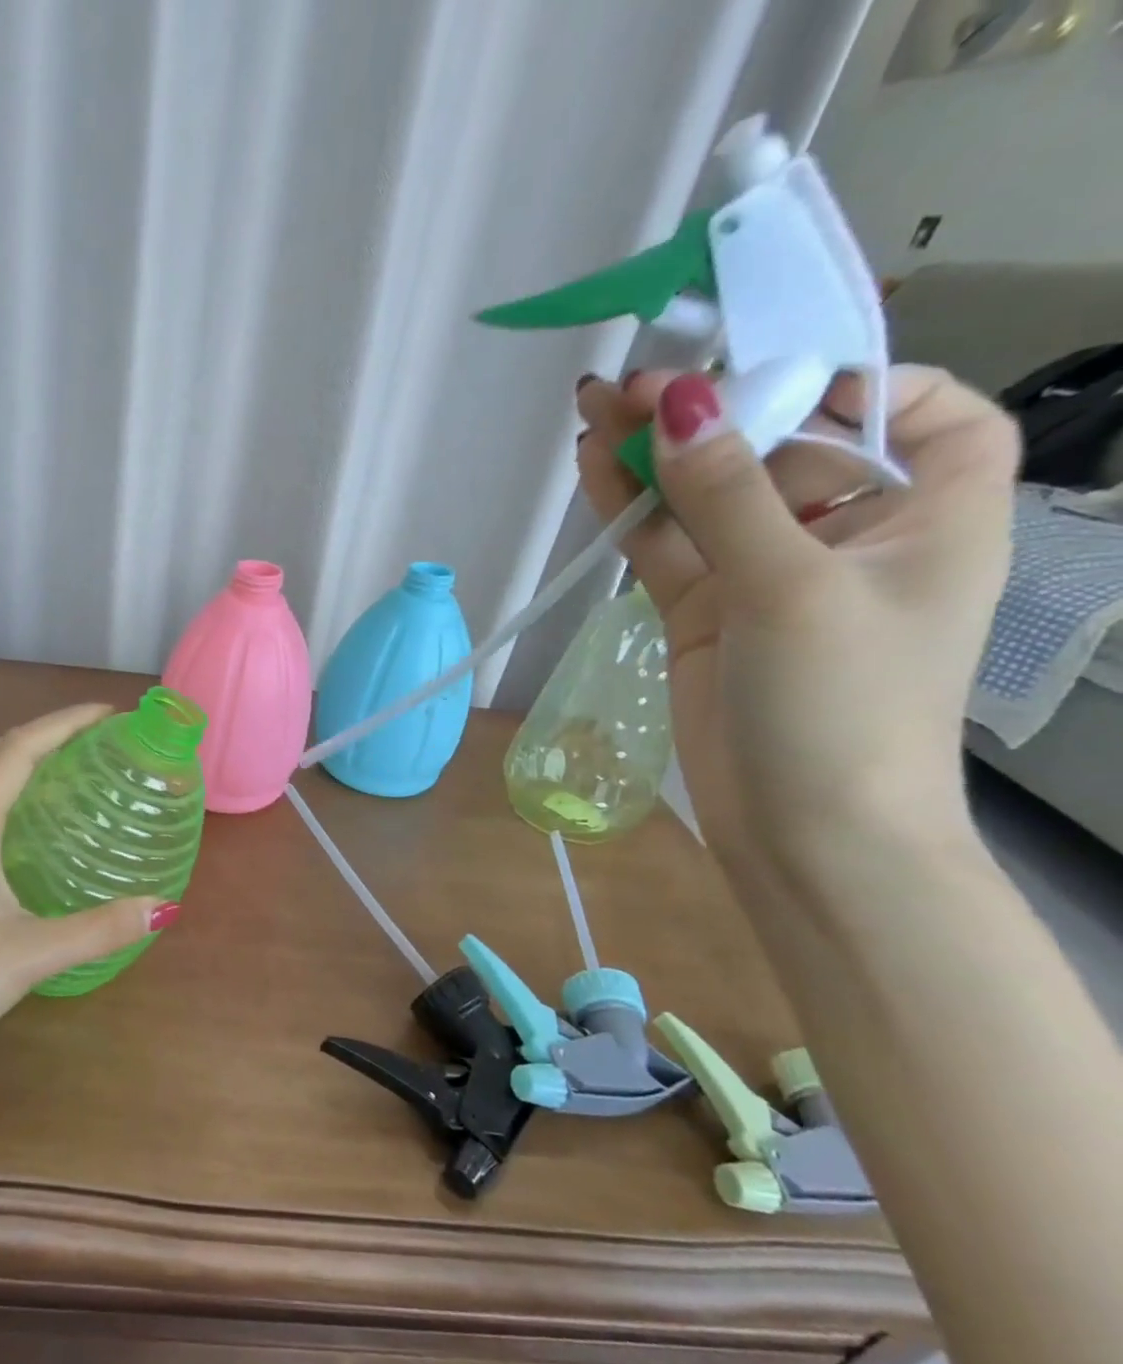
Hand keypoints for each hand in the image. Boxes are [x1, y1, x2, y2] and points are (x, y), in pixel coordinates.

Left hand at [0, 704, 172, 1078]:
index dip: (63, 723)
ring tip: (66, 775)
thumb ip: (97, 930)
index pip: (17, 751)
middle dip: (39, 734)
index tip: (107, 714)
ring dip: (17, 761)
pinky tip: (30, 831)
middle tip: (89, 745)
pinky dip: (4, 794)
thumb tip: (163, 906)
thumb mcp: (29, 957)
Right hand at [574, 366, 1017, 870]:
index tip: (765, 375)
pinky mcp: (706, 610)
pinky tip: (593, 470)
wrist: (803, 830)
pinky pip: (668, 545)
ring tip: (591, 411)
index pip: (916, 411)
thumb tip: (677, 399)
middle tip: (630, 383)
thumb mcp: (792, 587)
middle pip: (781, 448)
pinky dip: (632, 511)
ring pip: (707, 496)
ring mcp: (767, 574)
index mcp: (930, 512)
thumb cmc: (841, 706)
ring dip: (654, 458)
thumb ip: (727, 493)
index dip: (851, 380)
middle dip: (711, 414)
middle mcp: (850, 534)